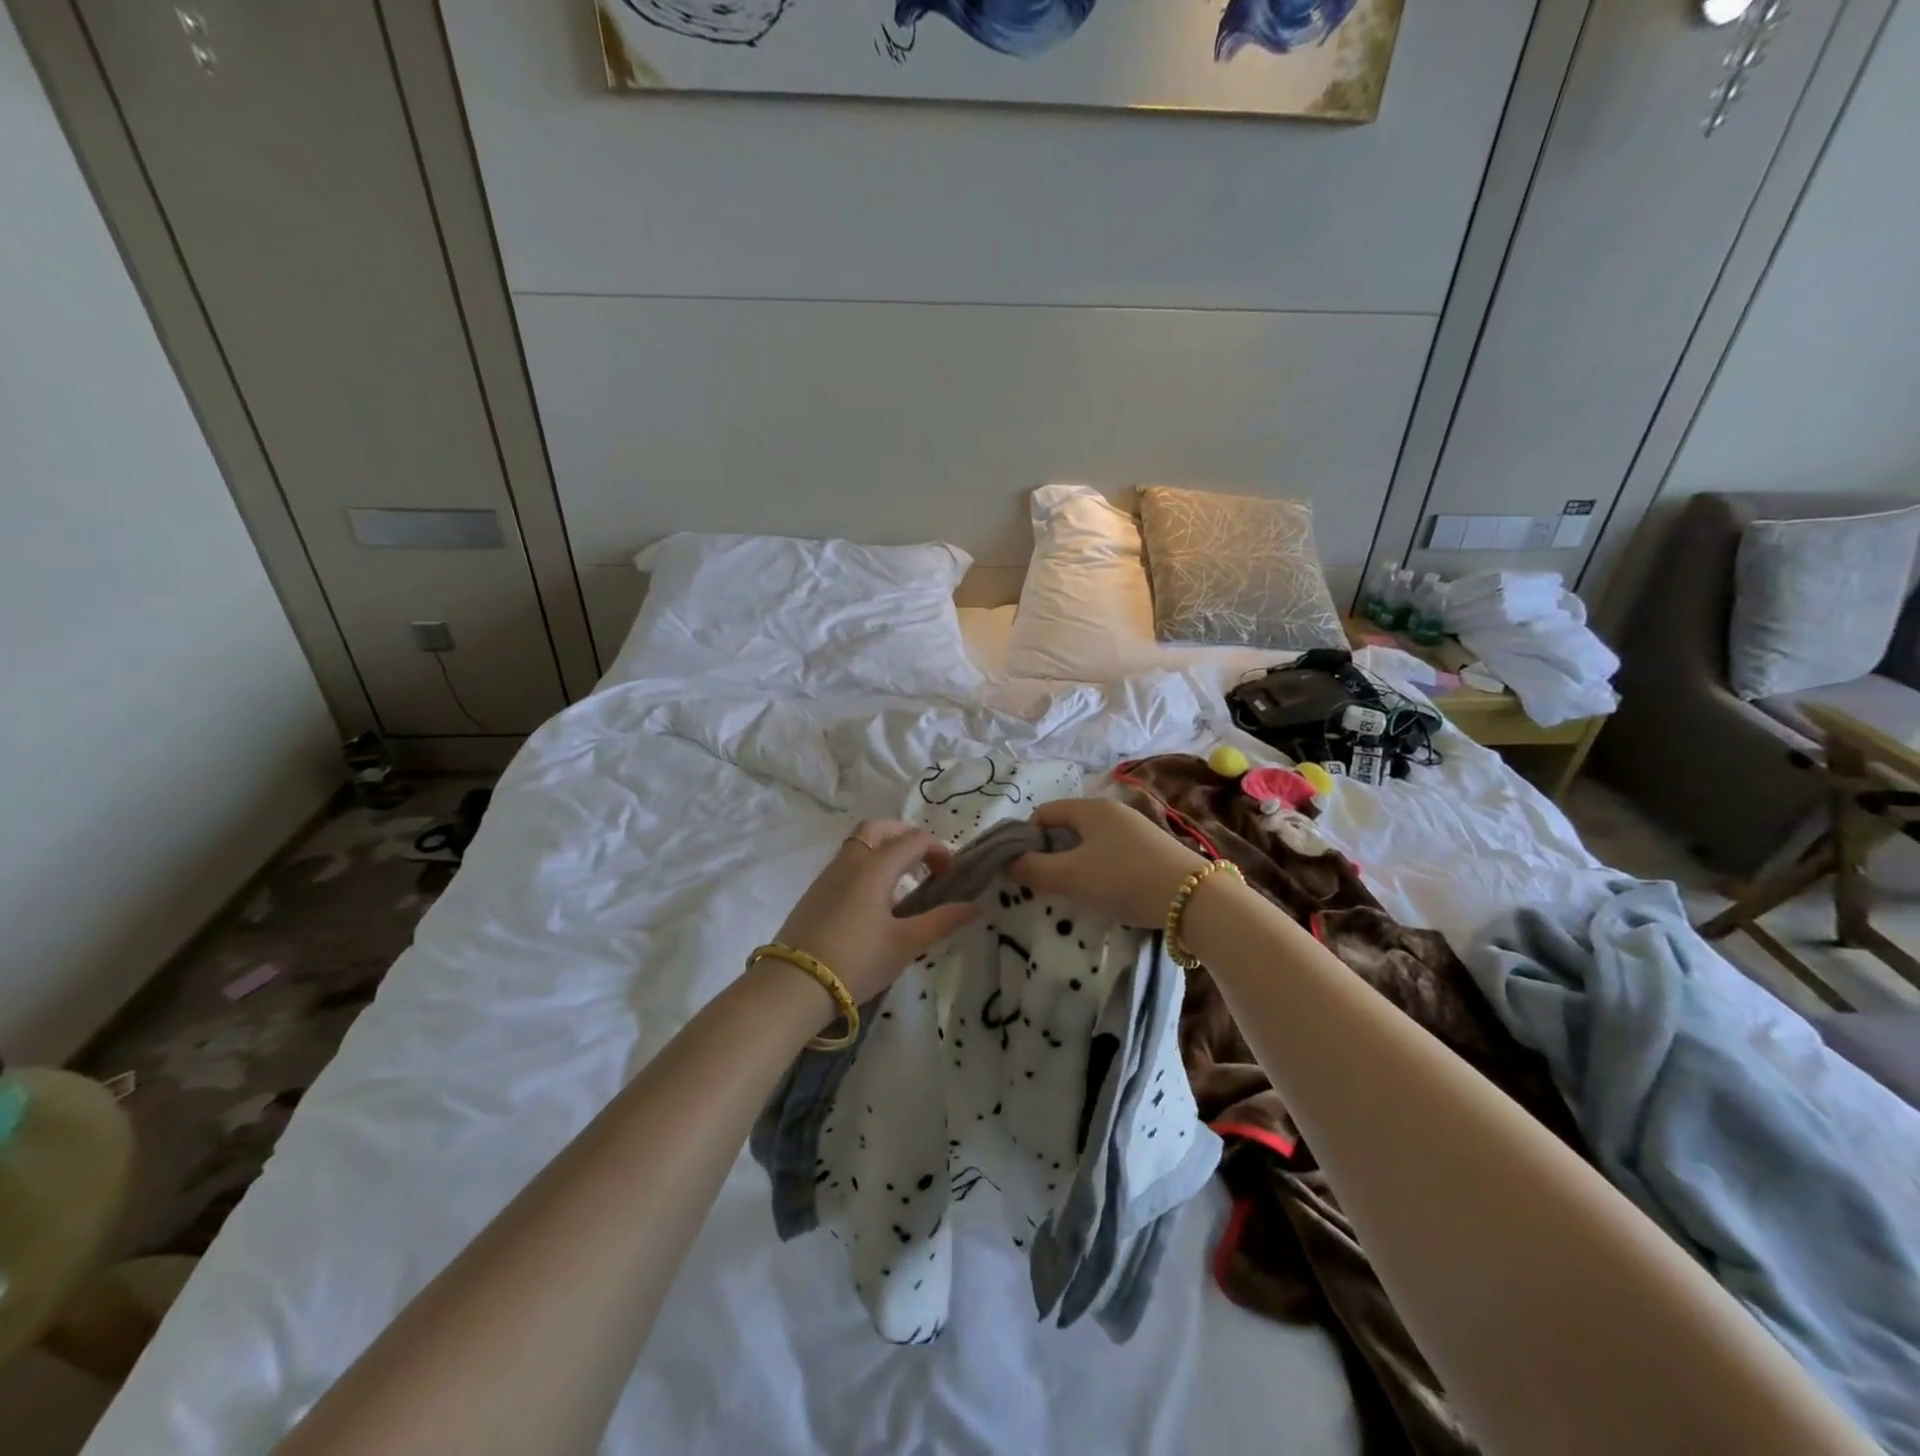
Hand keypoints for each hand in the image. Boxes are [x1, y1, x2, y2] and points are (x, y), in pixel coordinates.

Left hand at [772, 820, 977, 1004]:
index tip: (950, 876)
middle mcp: (850, 862)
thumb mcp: (906, 944)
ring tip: (901, 884)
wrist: (793, 985)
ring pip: (858, 845)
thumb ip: (942, 921)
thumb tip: (974, 906)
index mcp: (875, 867)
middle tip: (924, 861)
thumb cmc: (856, 961)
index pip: (913, 840)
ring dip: (884, 851)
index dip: (938, 851)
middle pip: (878, 829)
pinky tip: (873, 903)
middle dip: (905, 836)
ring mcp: (827, 876)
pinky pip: (845, 865)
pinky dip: (866, 867)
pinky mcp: (813, 894)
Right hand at [1008, 798, 1206, 928]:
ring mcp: (1136, 828)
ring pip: (1090, 842)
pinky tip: (1108, 892)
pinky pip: (1112, 852)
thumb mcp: (1070, 877)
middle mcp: (1112, 810)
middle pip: (1067, 827)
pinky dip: (1100, 869)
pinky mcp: (1153, 848)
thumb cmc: (1123, 879)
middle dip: (1051, 853)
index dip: (1026, 839)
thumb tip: (1007, 863)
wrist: (1194, 898)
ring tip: (1076, 892)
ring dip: (1076, 863)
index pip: (1043, 814)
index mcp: (1090, 808)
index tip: (1024, 869)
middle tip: (1047, 884)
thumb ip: (1032, 869)